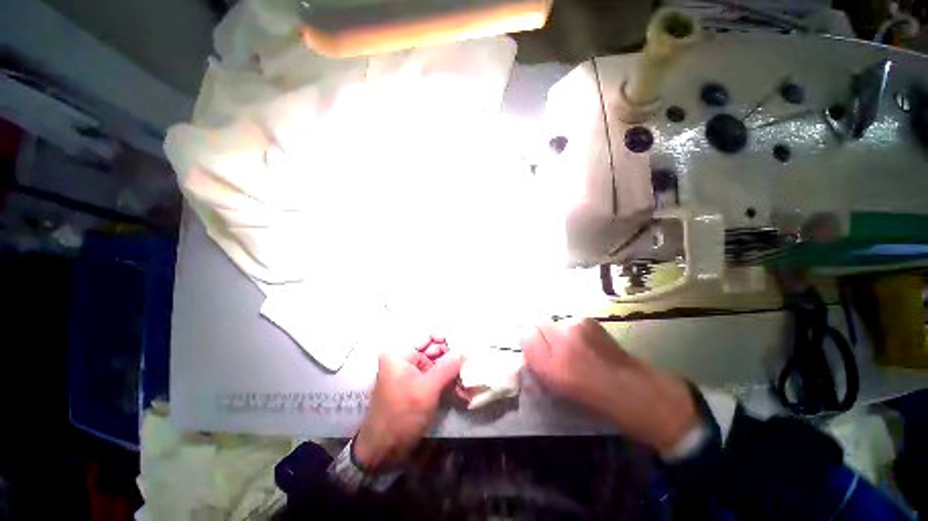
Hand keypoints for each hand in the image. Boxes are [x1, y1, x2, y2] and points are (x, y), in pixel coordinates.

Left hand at [353, 338, 462, 471]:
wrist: (384, 449)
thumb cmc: (402, 415)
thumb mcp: (427, 389)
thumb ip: (447, 367)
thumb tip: (465, 351)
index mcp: (400, 353)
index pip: (427, 336)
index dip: (446, 339)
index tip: (465, 346)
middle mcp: (404, 357)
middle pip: (433, 348)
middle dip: (451, 355)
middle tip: (469, 361)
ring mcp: (410, 371)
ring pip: (436, 361)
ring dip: (451, 368)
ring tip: (467, 373)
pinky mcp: (416, 384)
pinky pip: (434, 374)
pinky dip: (446, 378)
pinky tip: (460, 384)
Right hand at [521, 318, 697, 454]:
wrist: (634, 390)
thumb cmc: (592, 397)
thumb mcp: (556, 387)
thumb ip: (536, 362)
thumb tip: (527, 342)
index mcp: (552, 362)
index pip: (525, 335)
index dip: (530, 344)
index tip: (539, 356)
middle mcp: (561, 338)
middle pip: (538, 325)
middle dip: (542, 336)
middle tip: (555, 353)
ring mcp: (577, 325)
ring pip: (554, 323)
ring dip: (557, 333)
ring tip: (573, 349)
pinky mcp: (589, 320)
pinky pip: (568, 322)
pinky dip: (570, 330)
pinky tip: (584, 344)